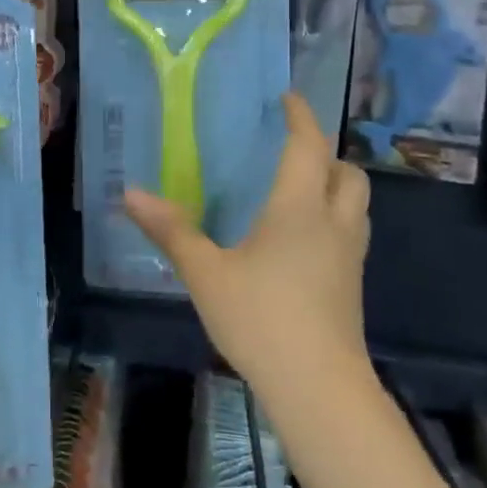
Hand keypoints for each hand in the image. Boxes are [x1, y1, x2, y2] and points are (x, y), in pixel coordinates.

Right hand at [125, 92, 371, 400]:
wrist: (319, 388)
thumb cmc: (261, 319)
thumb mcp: (205, 273)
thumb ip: (171, 230)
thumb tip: (130, 193)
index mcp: (298, 208)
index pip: (308, 147)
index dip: (301, 117)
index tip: (288, 98)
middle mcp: (333, 223)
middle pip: (347, 173)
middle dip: (325, 153)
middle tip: (292, 150)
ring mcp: (350, 257)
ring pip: (356, 204)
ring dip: (335, 184)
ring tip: (299, 188)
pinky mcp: (353, 285)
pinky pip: (351, 232)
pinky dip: (334, 217)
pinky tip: (302, 238)